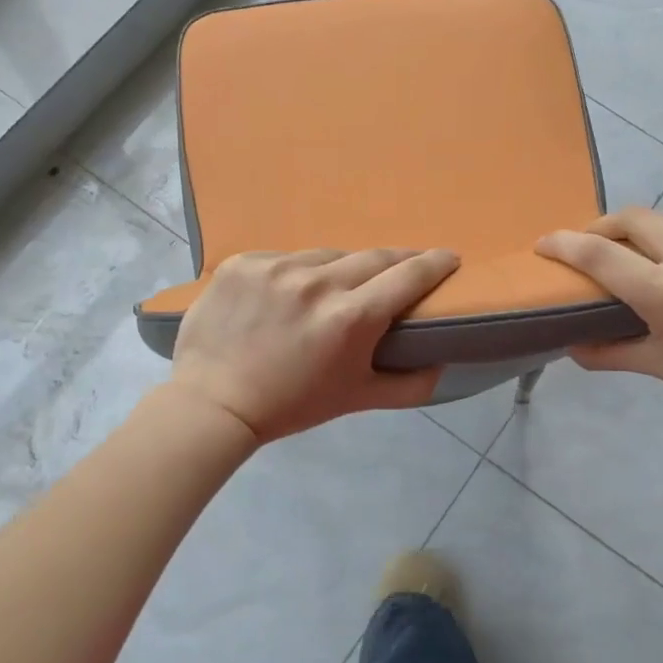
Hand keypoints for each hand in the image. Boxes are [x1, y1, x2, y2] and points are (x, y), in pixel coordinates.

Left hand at [169, 247, 460, 443]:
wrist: (213, 404)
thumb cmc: (292, 405)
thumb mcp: (357, 399)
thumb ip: (410, 385)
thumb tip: (442, 363)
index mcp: (351, 317)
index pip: (408, 276)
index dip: (434, 263)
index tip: (449, 258)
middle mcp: (317, 283)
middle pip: (373, 257)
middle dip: (396, 261)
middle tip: (404, 268)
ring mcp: (276, 267)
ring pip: (326, 256)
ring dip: (339, 270)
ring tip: (334, 289)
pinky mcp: (243, 262)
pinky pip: (284, 258)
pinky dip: (294, 273)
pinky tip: (286, 295)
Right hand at [536, 208, 662, 426]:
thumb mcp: (658, 365)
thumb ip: (606, 351)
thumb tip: (569, 343)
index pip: (600, 255)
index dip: (564, 244)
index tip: (546, 242)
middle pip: (635, 218)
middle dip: (606, 226)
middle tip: (597, 241)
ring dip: (653, 229)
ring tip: (650, 248)